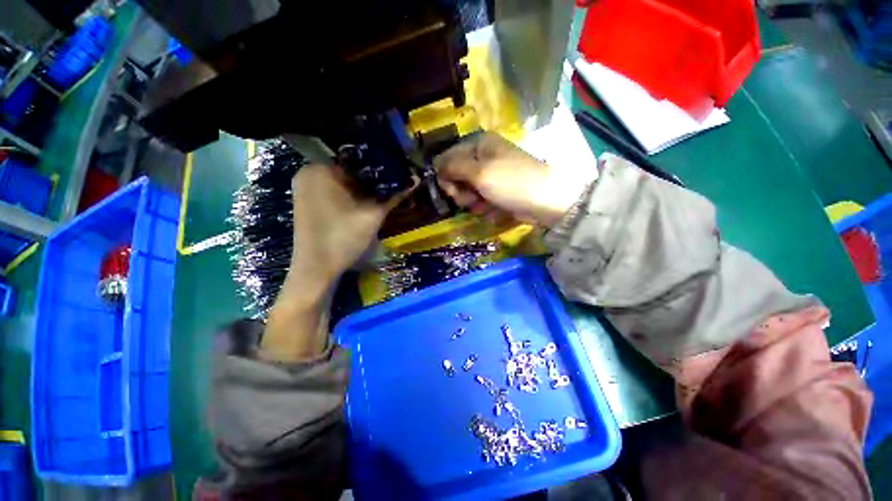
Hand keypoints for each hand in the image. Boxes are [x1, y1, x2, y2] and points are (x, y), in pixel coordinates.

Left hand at [262, 163, 409, 362]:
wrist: (317, 270)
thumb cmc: (342, 238)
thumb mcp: (372, 215)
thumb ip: (394, 195)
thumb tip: (415, 179)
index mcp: (319, 170)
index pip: (356, 157)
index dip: (379, 163)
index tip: (398, 169)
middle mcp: (309, 173)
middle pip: (349, 168)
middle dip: (373, 177)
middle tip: (395, 181)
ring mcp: (307, 188)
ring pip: (343, 180)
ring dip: (364, 186)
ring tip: (386, 190)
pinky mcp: (309, 201)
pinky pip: (335, 190)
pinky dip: (352, 194)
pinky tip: (368, 201)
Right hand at [435, 133, 595, 226]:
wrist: (546, 201)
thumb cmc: (511, 182)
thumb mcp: (479, 172)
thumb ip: (453, 167)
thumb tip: (435, 165)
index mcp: (479, 145)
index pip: (448, 157)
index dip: (445, 175)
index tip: (449, 190)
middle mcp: (484, 157)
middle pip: (457, 176)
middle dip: (461, 192)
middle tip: (471, 199)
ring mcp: (492, 176)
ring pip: (468, 192)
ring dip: (473, 203)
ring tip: (486, 205)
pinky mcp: (498, 192)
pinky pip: (482, 201)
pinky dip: (486, 208)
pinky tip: (495, 210)